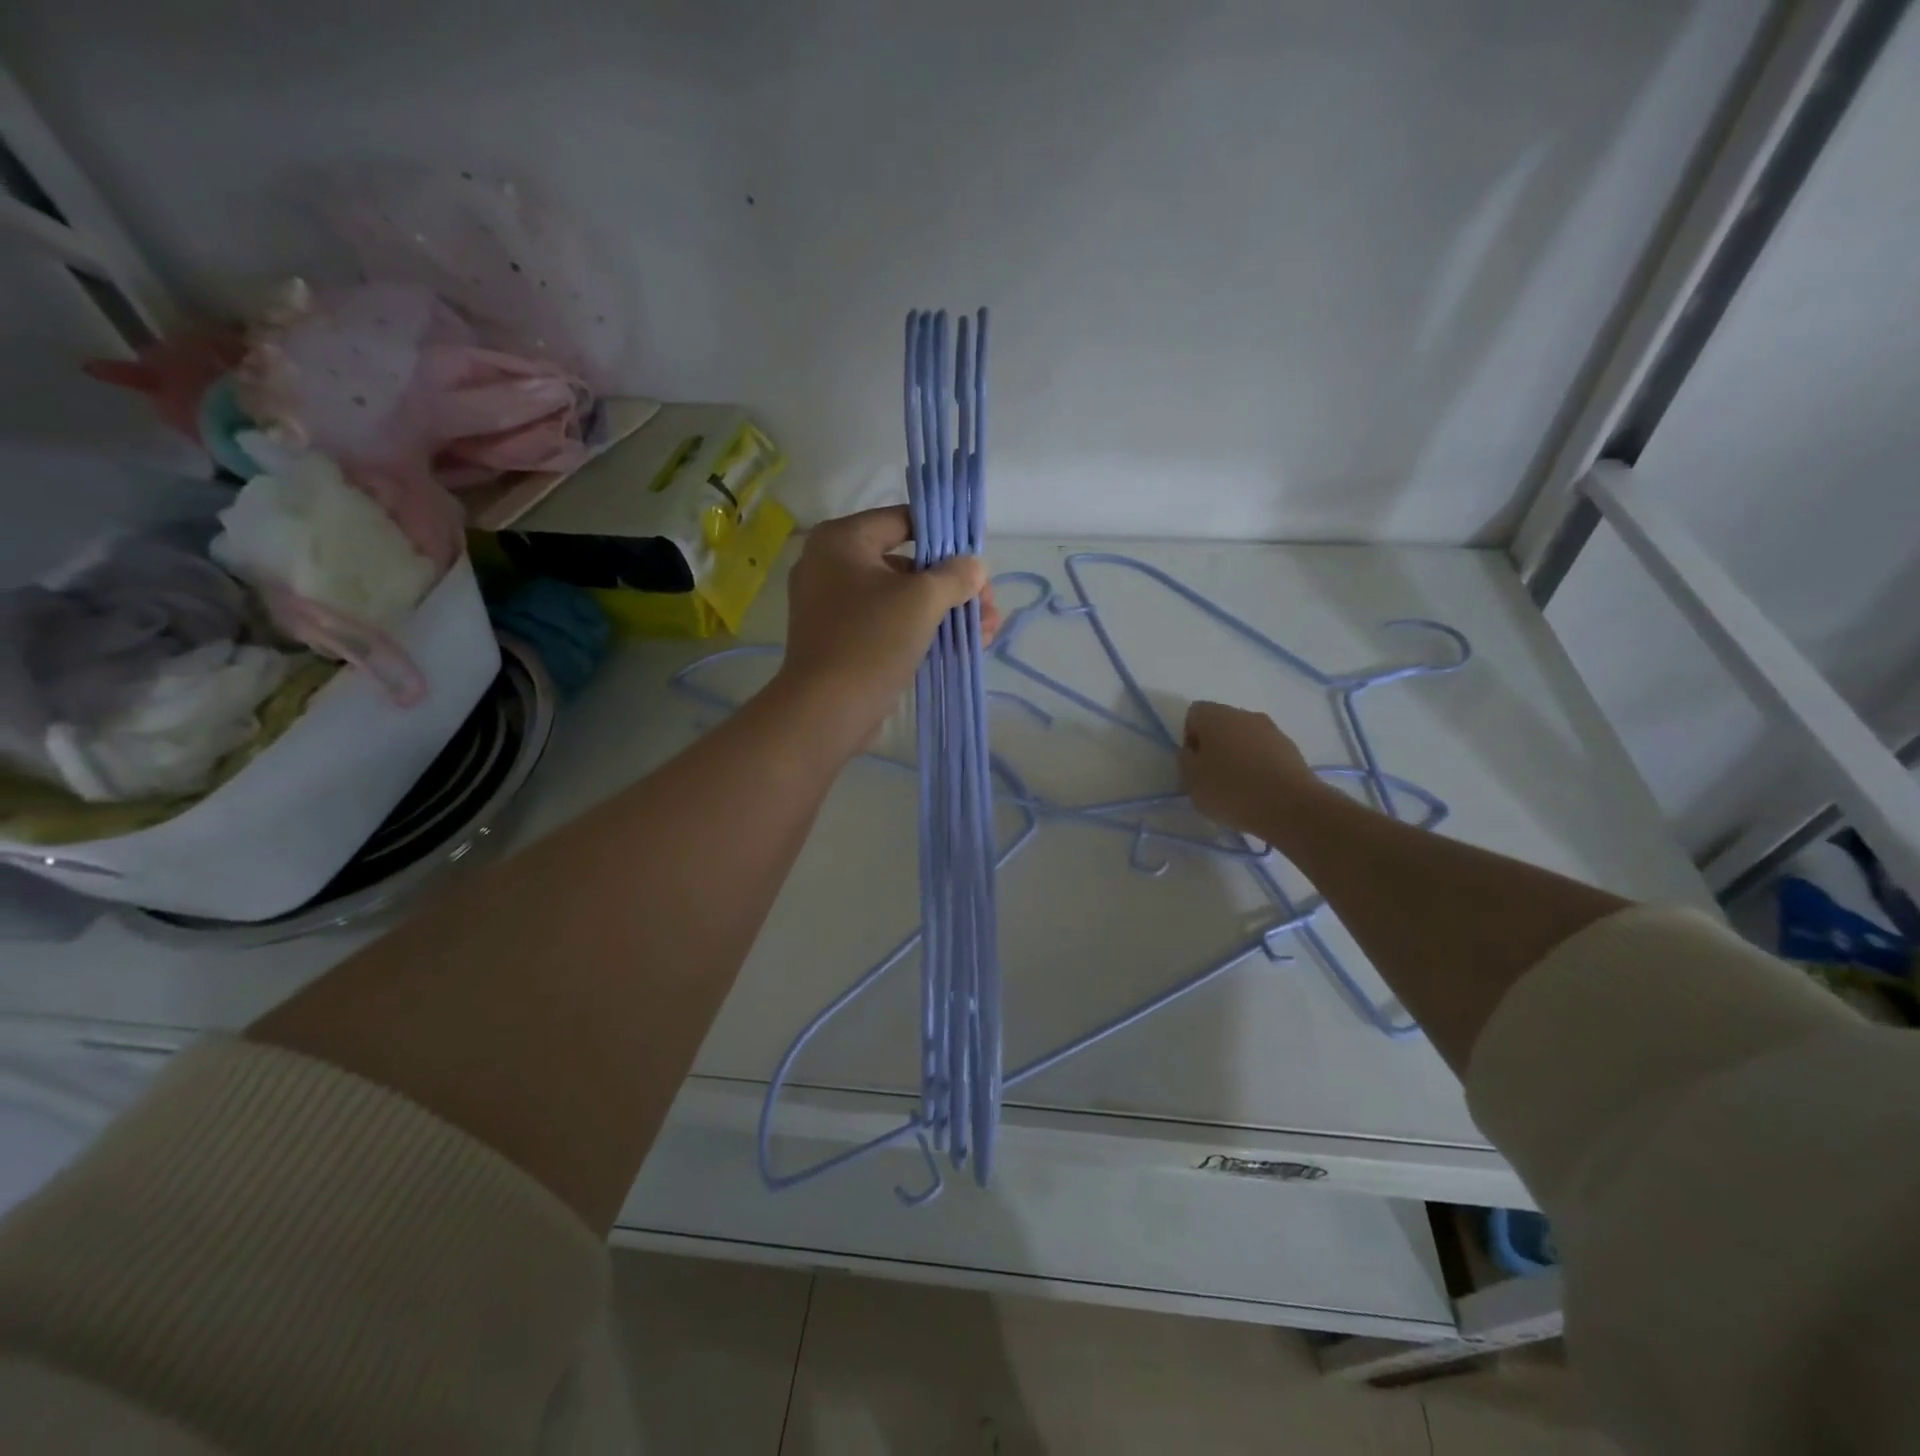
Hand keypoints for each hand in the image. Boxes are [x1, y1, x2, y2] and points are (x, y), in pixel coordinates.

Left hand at [777, 506, 996, 745]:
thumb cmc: (871, 640)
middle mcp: (830, 565)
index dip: (945, 536)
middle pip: (906, 563)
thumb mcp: (922, 600)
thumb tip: (973, 567)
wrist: (826, 711)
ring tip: (987, 631)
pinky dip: (922, 631)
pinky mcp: (842, 641)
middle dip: (953, 585)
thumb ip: (954, 576)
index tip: (976, 559)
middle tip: (988, 604)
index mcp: (840, 540)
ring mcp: (833, 606)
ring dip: (945, 611)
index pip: (902, 520)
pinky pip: (888, 624)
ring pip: (900, 598)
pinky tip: (963, 645)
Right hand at [1180, 700, 1322, 837]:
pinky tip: (1259, 790)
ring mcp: (1272, 730)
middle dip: (1214, 746)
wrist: (1290, 806)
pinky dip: (1258, 766)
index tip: (1194, 764)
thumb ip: (1186, 761)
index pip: (1194, 714)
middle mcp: (1245, 715)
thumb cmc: (1231, 790)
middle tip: (1212, 776)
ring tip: (1238, 787)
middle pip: (1221, 724)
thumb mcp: (1191, 780)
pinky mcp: (1292, 749)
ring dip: (1238, 756)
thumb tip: (1193, 752)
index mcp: (1216, 716)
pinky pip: (1265, 752)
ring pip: (1245, 738)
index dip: (1189, 737)